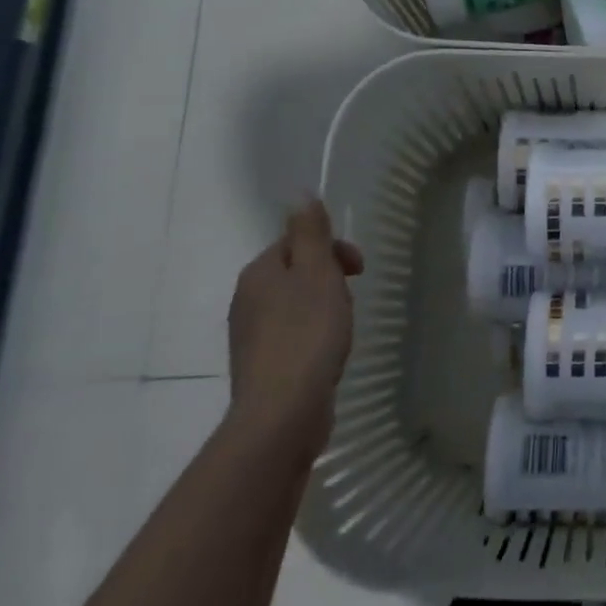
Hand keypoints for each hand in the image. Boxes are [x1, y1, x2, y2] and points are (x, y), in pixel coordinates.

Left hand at [226, 199, 362, 461]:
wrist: (283, 411)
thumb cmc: (307, 334)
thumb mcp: (317, 273)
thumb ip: (311, 233)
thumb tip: (300, 193)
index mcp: (259, 273)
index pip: (296, 242)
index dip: (332, 249)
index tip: (359, 269)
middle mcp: (247, 299)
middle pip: (296, 272)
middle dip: (329, 279)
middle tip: (351, 299)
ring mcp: (251, 336)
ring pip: (295, 305)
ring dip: (324, 308)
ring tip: (343, 328)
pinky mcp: (262, 366)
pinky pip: (292, 335)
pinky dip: (314, 335)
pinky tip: (328, 353)